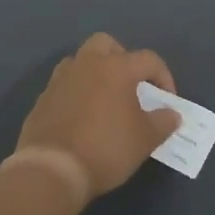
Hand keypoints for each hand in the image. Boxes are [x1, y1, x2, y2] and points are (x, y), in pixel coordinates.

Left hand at [16, 34, 181, 199]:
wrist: (51, 170)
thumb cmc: (106, 148)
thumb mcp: (145, 139)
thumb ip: (163, 122)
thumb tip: (172, 114)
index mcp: (116, 68)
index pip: (148, 59)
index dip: (163, 77)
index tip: (167, 101)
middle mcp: (86, 64)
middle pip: (106, 44)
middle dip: (122, 58)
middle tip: (131, 85)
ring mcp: (60, 80)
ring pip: (80, 61)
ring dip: (95, 73)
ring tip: (105, 100)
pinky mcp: (42, 99)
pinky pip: (64, 85)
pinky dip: (76, 93)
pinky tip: (82, 117)